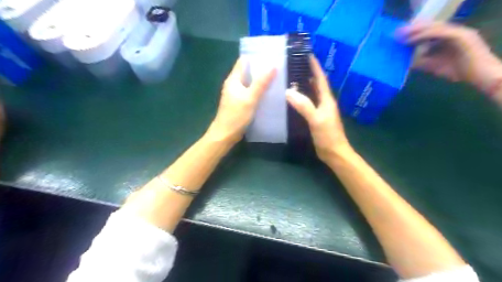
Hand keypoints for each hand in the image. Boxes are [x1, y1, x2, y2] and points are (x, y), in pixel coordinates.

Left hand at [209, 58, 276, 142]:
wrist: (225, 134)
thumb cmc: (236, 115)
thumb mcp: (250, 98)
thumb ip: (261, 83)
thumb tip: (273, 65)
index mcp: (233, 80)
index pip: (243, 61)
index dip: (255, 57)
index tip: (270, 55)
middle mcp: (234, 84)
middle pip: (247, 72)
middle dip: (260, 69)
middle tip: (277, 67)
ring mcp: (236, 94)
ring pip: (249, 83)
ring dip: (260, 80)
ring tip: (276, 78)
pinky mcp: (239, 103)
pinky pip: (250, 92)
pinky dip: (258, 91)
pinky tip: (268, 93)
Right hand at [286, 57, 352, 162]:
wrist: (334, 152)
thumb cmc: (327, 135)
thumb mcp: (316, 119)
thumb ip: (304, 105)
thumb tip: (288, 91)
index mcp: (327, 99)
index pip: (320, 79)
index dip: (315, 66)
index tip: (307, 54)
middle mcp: (324, 102)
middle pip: (316, 84)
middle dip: (308, 73)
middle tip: (294, 65)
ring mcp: (320, 110)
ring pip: (311, 94)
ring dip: (304, 86)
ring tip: (291, 79)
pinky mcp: (315, 118)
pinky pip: (308, 104)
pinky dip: (301, 99)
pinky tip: (292, 99)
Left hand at [396, 22, 501, 92]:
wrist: (479, 76)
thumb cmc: (457, 71)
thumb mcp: (433, 65)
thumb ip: (421, 61)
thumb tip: (406, 61)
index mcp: (449, 37)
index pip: (430, 30)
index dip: (415, 31)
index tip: (399, 35)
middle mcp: (455, 31)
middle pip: (431, 26)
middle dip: (414, 28)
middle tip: (398, 32)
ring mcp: (460, 32)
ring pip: (435, 27)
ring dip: (417, 30)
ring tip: (402, 35)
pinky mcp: (463, 36)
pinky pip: (440, 33)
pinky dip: (425, 35)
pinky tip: (412, 40)